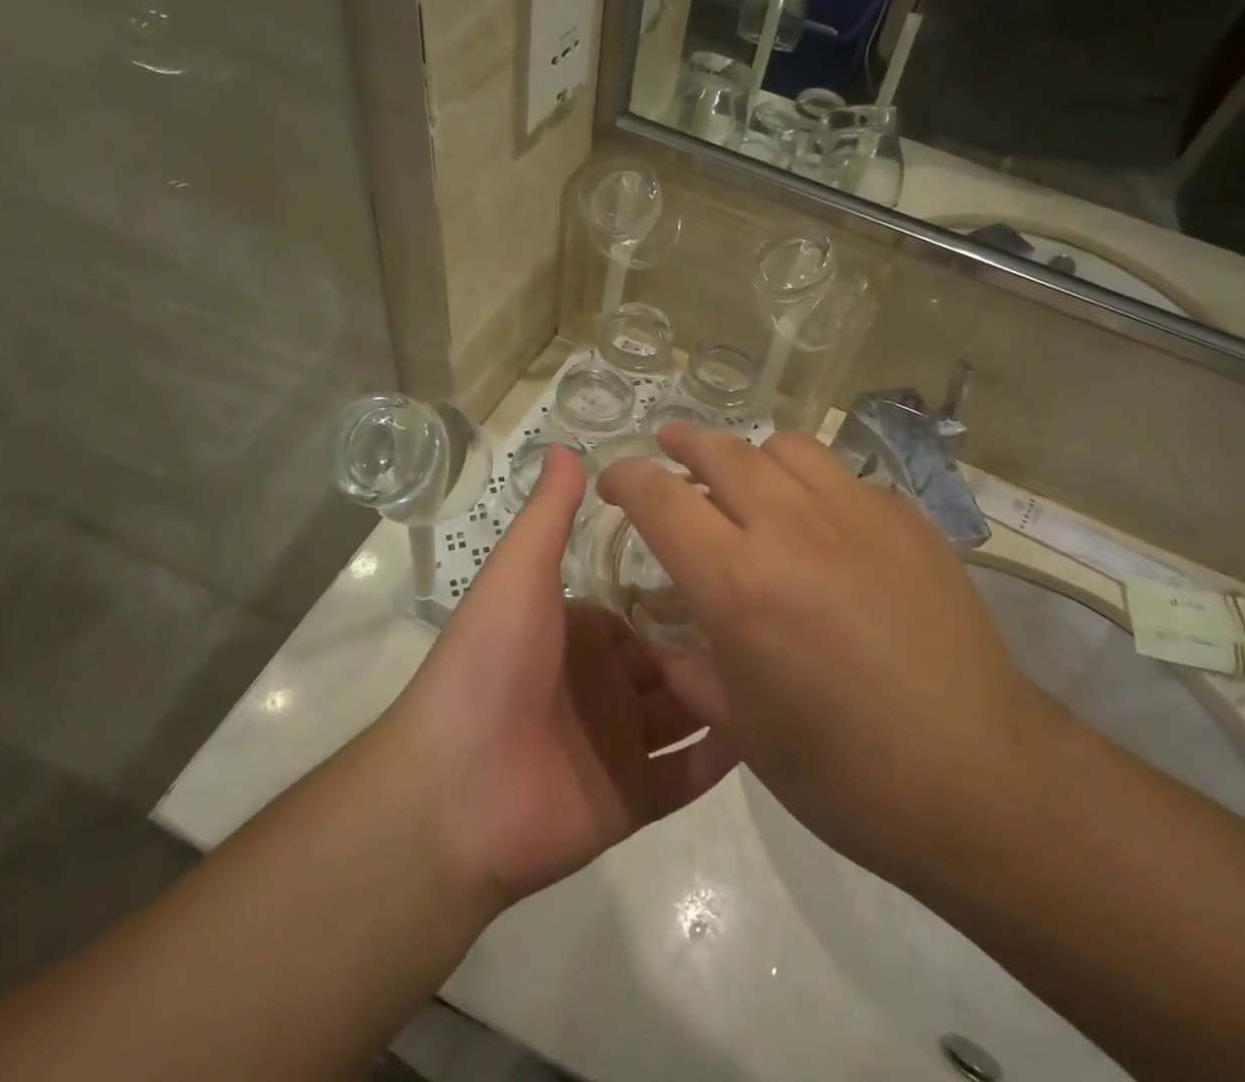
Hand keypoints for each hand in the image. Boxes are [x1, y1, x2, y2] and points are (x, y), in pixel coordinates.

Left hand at [391, 446, 735, 907]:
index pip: (643, 609)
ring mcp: (619, 745)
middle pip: (672, 660)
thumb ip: (549, 514)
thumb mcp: (520, 572)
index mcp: (579, 633)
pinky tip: (772, 726)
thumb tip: (566, 445)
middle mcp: (602, 685)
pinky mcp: (631, 800)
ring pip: (687, 713)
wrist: (452, 792)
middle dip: (715, 643)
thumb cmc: (491, 663)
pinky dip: (722, 756)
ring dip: (727, 693)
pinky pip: (687, 775)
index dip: (683, 590)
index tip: (737, 565)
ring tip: (791, 665)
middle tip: (779, 618)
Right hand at [597, 426, 1053, 889]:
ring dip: (751, 456)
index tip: (614, 479)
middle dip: (683, 444)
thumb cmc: (846, 773)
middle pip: (722, 451)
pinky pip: (843, 476)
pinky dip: (812, 484)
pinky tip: (823, 524)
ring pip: (785, 447)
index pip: (661, 498)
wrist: (981, 778)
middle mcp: (793, 527)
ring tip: (747, 481)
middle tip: (669, 447)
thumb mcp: (744, 730)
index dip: (626, 478)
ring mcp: (858, 513)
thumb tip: (676, 642)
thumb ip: (694, 670)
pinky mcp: (908, 518)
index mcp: (740, 583)